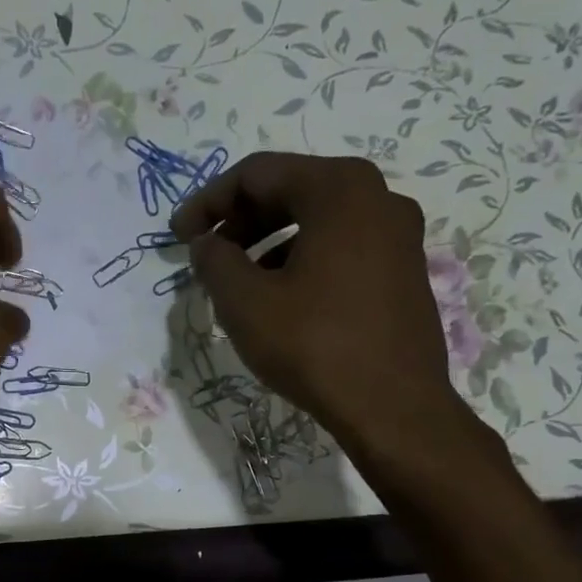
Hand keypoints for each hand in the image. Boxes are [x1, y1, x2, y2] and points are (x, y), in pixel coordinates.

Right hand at [171, 151, 475, 470]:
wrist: (393, 407)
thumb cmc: (314, 346)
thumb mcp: (246, 303)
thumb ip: (215, 262)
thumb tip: (206, 244)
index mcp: (339, 190)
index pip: (257, 174)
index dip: (207, 202)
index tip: (178, 237)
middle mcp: (377, 198)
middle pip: (292, 190)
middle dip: (240, 220)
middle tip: (206, 255)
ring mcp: (398, 235)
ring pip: (318, 221)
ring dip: (269, 243)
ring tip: (238, 282)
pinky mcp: (404, 271)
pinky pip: (342, 247)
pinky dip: (302, 260)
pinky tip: (280, 299)